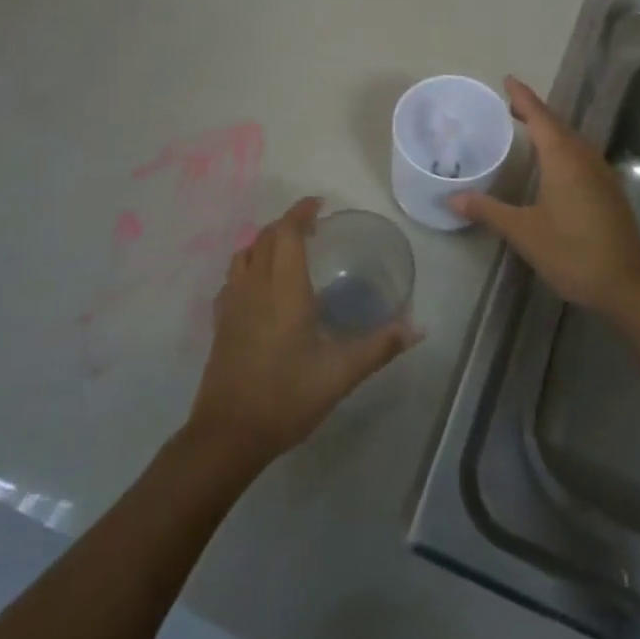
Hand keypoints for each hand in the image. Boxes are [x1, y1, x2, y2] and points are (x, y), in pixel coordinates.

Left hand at [184, 197, 418, 470]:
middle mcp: (254, 287)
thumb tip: (418, 328)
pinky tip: (263, 286)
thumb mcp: (340, 374)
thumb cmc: (286, 398)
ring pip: (244, 254)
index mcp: (283, 290)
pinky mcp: (221, 322)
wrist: (228, 434)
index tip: (319, 204)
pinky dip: (250, 265)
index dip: (300, 213)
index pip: (285, 233)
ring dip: (266, 242)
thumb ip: (380, 347)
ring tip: (289, 250)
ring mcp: (232, 303)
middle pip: (264, 237)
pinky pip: (233, 277)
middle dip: (287, 224)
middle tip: (313, 228)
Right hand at [450, 77, 639, 317]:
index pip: (540, 117)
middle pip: (557, 124)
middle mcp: (585, 158)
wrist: (627, 284)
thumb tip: (451, 198)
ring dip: (550, 130)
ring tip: (527, 129)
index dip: (523, 98)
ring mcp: (601, 174)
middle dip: (534, 111)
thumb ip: (488, 210)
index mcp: (563, 158)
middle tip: (509, 105)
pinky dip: (561, 148)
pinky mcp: (608, 191)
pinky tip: (553, 164)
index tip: (508, 80)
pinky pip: (580, 156)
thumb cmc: (572, 251)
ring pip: (572, 140)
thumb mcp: (523, 231)